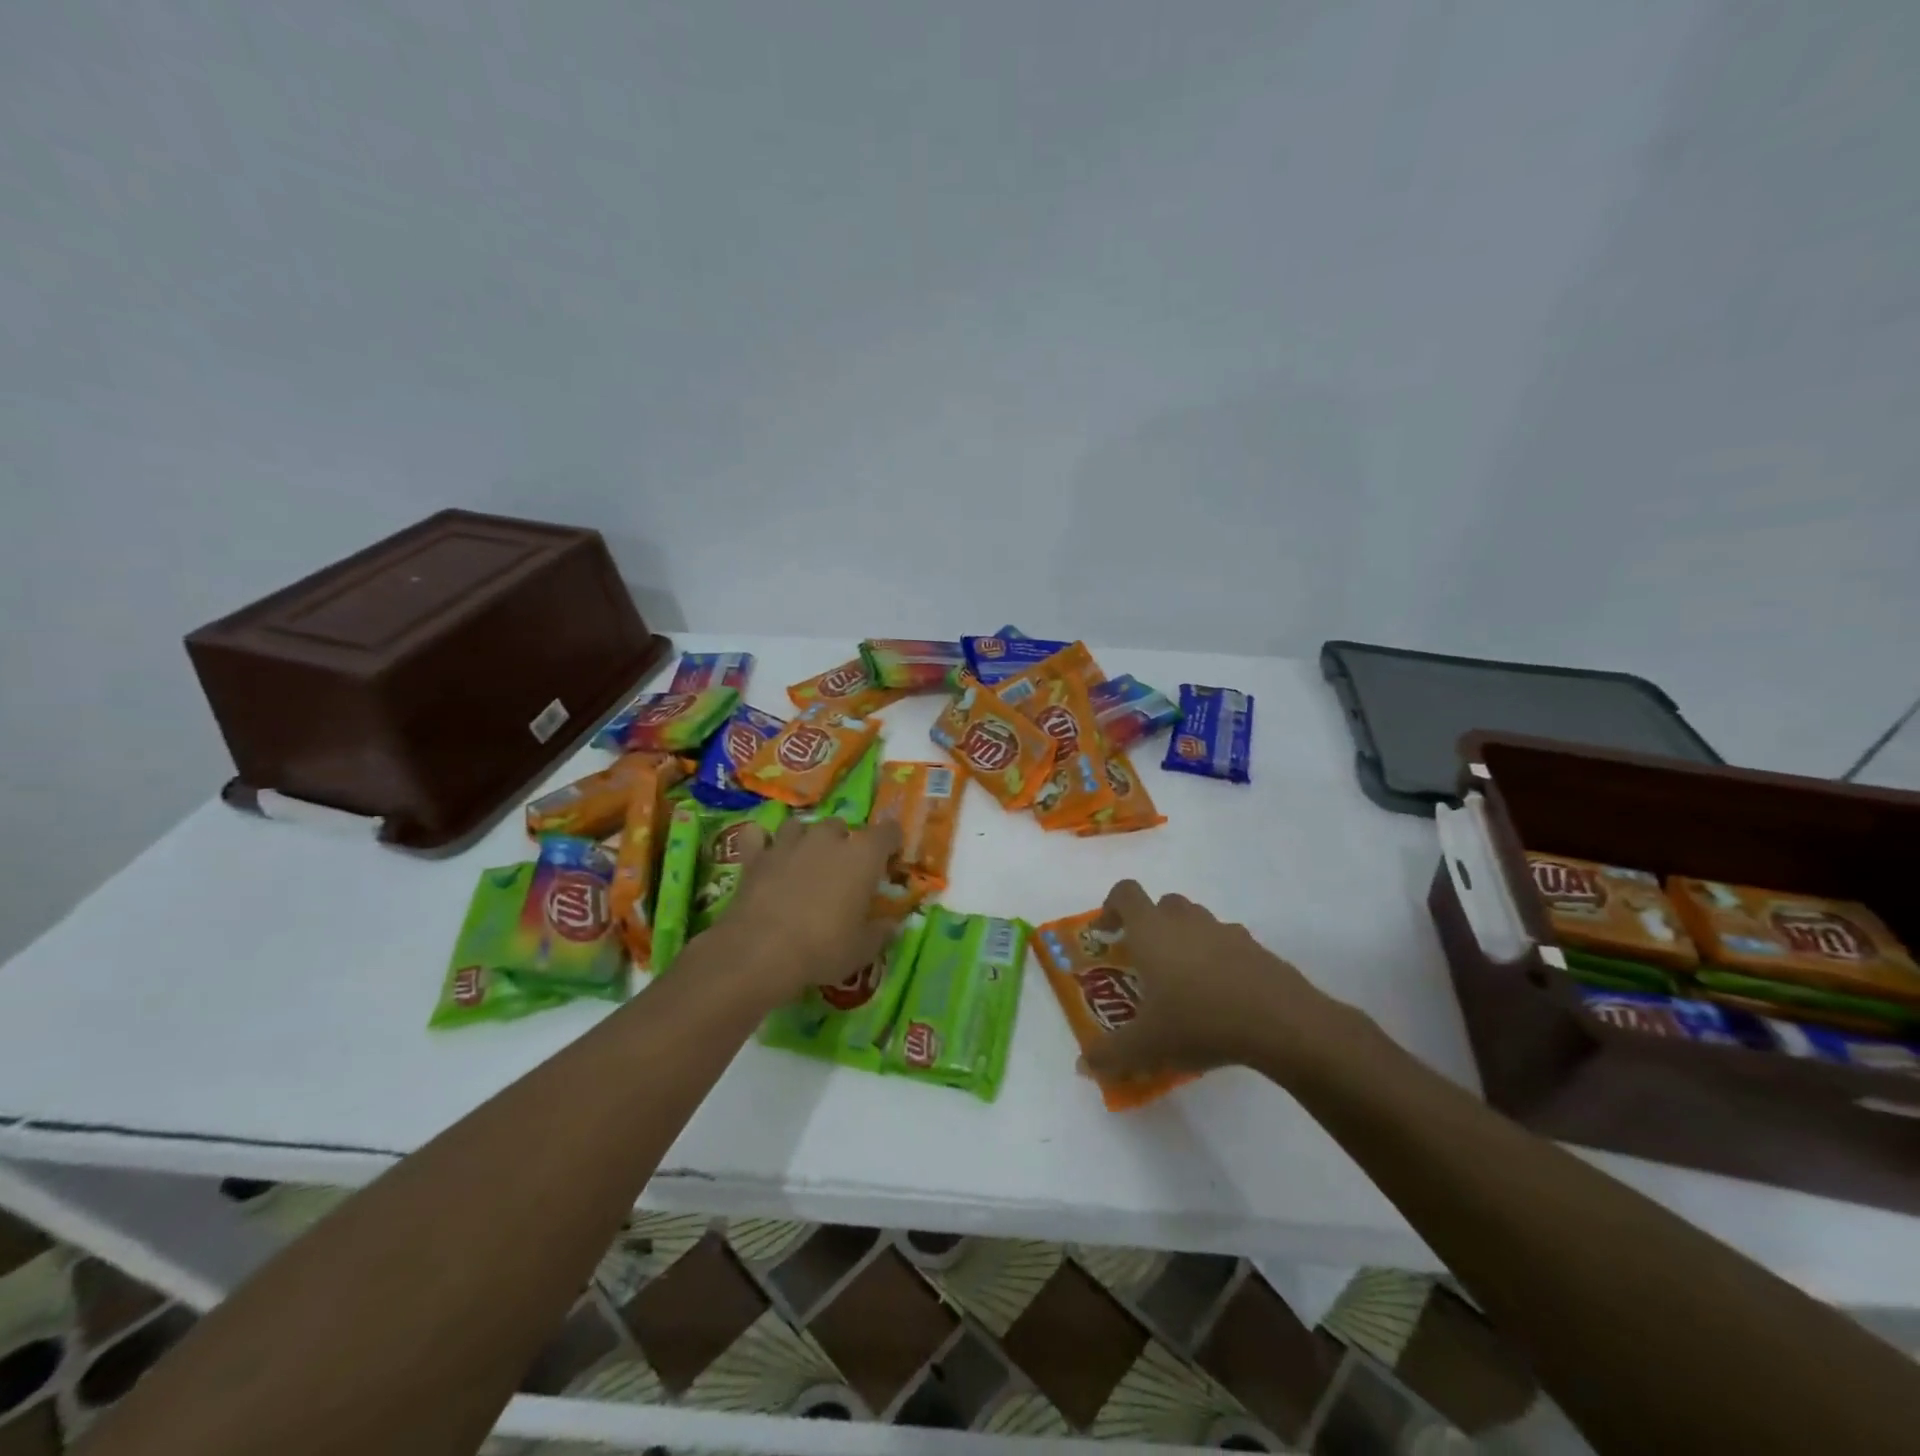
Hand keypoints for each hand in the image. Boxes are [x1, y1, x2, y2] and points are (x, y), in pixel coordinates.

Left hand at [721, 817, 903, 1000]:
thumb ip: (881, 931)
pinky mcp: (756, 856)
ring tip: (804, 860)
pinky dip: (761, 842)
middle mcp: (827, 839)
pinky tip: (763, 854)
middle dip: (843, 842)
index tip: (890, 860)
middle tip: (842, 870)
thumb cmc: (823, 948)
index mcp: (863, 856)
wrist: (761, 952)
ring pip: (800, 825)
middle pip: (841, 825)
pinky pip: (757, 836)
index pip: (889, 832)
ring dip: (805, 839)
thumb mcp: (863, 949)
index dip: (891, 843)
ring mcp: (788, 843)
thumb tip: (892, 924)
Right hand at [1079, 880, 1355, 1085]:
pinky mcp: (1256, 948)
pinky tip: (1222, 995)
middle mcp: (1185, 920)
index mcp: (1151, 930)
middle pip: (1162, 904)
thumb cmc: (1199, 1021)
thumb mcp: (1146, 1046)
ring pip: (1196, 921)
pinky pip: (1228, 943)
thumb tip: (1083, 1065)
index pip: (1125, 893)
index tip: (1107, 934)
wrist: (1280, 1023)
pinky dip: (1219, 958)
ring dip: (1185, 939)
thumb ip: (1110, 1054)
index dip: (1111, 906)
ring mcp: (1224, 930)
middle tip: (1146, 962)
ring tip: (1185, 982)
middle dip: (1150, 926)